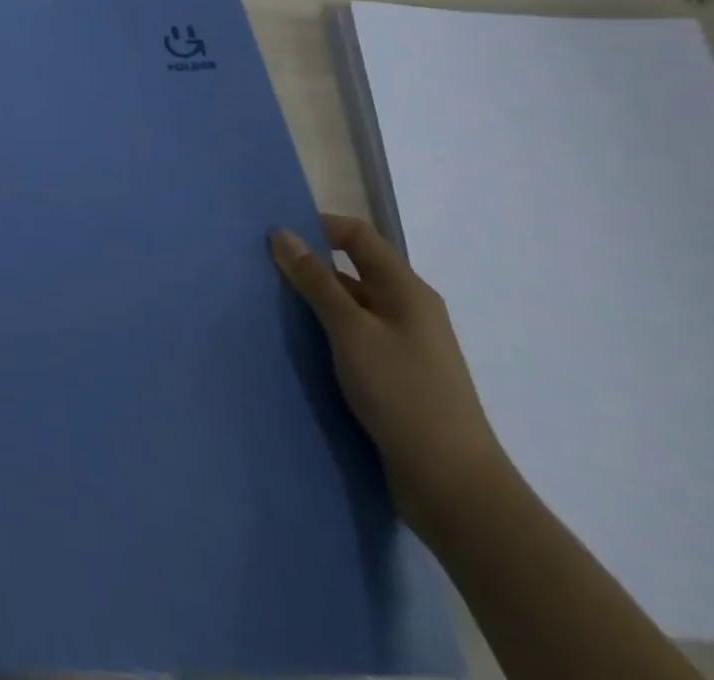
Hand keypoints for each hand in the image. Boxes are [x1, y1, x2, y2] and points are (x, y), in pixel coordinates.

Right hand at [270, 214, 510, 538]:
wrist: (454, 487)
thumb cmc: (404, 394)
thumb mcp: (352, 331)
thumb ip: (315, 281)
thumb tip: (282, 233)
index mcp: (406, 290)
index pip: (357, 235)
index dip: (317, 227)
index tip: (274, 238)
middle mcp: (407, 310)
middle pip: (351, 269)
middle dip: (307, 266)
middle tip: (259, 271)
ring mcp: (402, 346)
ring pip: (348, 307)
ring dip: (312, 303)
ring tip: (267, 307)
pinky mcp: (394, 378)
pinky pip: (351, 339)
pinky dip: (323, 334)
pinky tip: (295, 346)